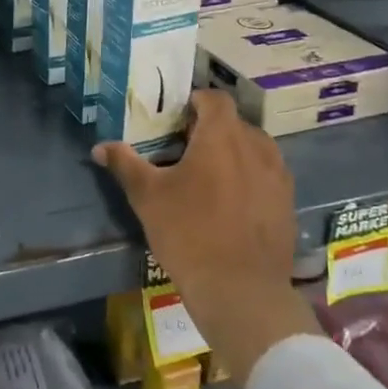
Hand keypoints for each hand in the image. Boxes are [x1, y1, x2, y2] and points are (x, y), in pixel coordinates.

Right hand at [96, 90, 319, 383]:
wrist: (240, 289)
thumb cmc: (188, 232)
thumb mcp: (147, 196)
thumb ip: (125, 164)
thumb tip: (100, 147)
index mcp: (222, 136)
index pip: (215, 98)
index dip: (197, 101)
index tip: (178, 117)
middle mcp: (256, 146)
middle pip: (235, 124)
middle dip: (212, 130)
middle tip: (186, 150)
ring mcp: (278, 176)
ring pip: (255, 149)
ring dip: (234, 153)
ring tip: (210, 177)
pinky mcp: (288, 203)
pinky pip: (267, 176)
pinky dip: (250, 178)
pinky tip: (231, 204)